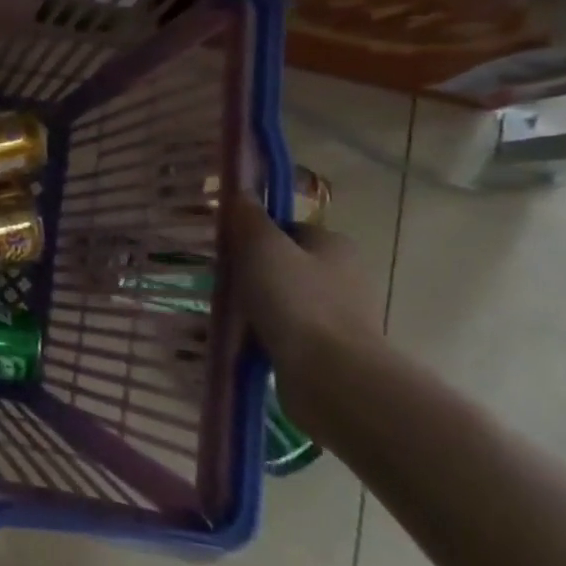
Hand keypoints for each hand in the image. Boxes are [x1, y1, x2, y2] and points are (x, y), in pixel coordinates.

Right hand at [227, 195, 384, 431]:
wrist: (329, 374)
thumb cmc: (295, 300)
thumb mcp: (261, 247)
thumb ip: (248, 218)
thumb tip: (239, 191)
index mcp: (335, 245)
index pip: (289, 230)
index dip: (255, 235)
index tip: (226, 249)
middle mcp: (346, 276)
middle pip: (287, 265)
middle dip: (254, 273)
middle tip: (220, 282)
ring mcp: (340, 316)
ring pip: (287, 301)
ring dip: (259, 307)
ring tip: (226, 315)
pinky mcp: (330, 350)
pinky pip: (288, 333)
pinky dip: (267, 335)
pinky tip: (244, 341)